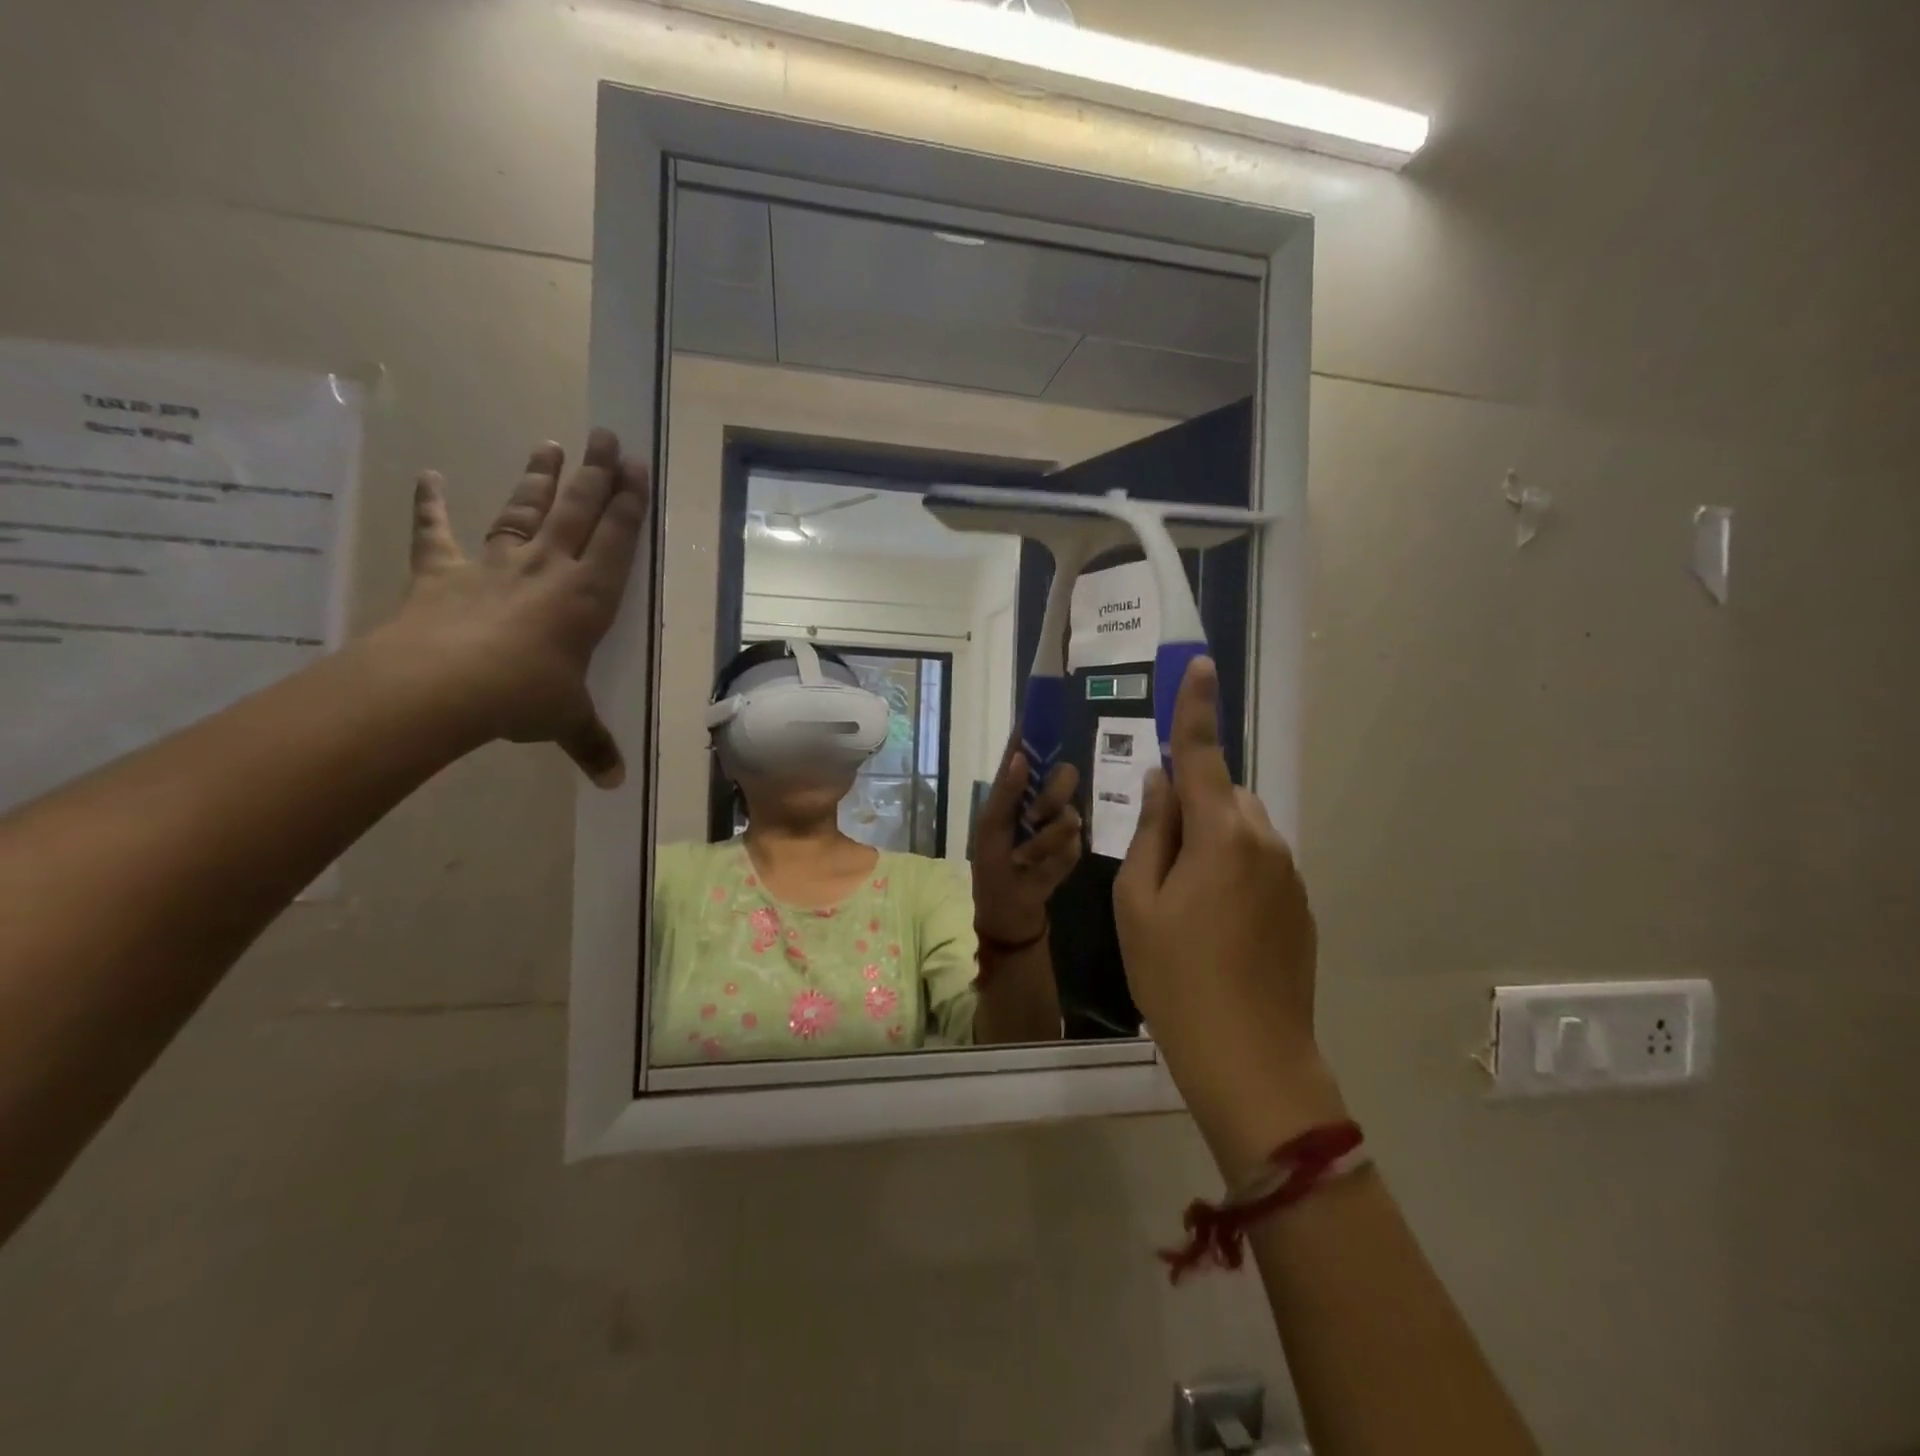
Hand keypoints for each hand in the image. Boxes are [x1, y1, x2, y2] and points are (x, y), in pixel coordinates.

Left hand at [379, 428, 649, 786]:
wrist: (443, 687)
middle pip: (576, 511)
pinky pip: (436, 533)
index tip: (636, 467)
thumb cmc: (523, 697)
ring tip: (550, 443)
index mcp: (586, 598)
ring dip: (537, 478)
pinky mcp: (444, 571)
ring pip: (522, 511)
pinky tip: (429, 475)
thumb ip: (593, 745)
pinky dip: (431, 504)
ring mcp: (494, 565)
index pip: (615, 541)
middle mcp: (547, 570)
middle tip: (604, 435)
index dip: (628, 504)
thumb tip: (617, 784)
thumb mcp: (567, 723)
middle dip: (593, 473)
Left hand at [970, 734, 1081, 942]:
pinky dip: (1052, 861)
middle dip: (1052, 796)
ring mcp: (1060, 825)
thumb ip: (1005, 793)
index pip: (1028, 753)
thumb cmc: (991, 869)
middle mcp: (1042, 801)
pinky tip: (1037, 871)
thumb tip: (1021, 756)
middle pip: (1065, 775)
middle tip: (1034, 817)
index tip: (1042, 712)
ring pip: (1070, 815)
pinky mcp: (1073, 851)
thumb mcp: (990, 830)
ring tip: (1024, 859)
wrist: (1008, 915)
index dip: (1034, 731)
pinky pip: (1073, 846)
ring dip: (1043, 841)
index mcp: (1017, 792)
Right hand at [1114, 658, 1337, 1164]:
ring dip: (1209, 839)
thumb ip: (1150, 832)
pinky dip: (1231, 869)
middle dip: (1189, 802)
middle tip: (1155, 858)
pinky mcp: (1299, 905)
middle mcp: (1263, 840)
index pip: (1202, 754)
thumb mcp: (1137, 902)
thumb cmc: (1175, 976)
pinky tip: (1212, 924)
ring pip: (1240, 828)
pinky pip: (1257, 861)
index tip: (1200, 666)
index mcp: (1220, 833)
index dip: (1196, 708)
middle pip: (1220, 794)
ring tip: (1181, 900)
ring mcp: (1289, 874)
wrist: (1252, 1059)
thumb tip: (1160, 784)